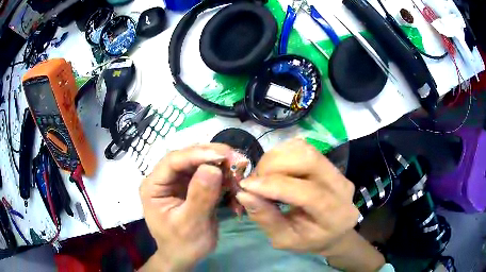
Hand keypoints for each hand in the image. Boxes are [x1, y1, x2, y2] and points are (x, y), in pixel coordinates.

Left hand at [139, 144, 231, 271]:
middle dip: (211, 155)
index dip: (197, 154)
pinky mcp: (191, 187)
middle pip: (186, 158)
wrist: (185, 257)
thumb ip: (200, 197)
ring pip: (198, 163)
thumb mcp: (191, 224)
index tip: (223, 155)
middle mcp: (164, 179)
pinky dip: (221, 174)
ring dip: (219, 163)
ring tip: (238, 166)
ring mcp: (177, 182)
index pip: (172, 161)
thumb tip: (212, 168)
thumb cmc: (182, 244)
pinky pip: (206, 174)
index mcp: (154, 186)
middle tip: (236, 158)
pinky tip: (233, 176)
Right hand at [235, 140, 384, 270]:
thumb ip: (266, 219)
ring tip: (264, 175)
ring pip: (304, 149)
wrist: (333, 230)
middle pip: (309, 160)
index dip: (275, 185)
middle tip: (255, 180)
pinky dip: (282, 153)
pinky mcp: (328, 161)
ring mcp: (337, 170)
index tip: (246, 186)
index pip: (309, 193)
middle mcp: (342, 186)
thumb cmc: (309, 240)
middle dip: (273, 166)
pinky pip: (303, 147)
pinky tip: (275, 169)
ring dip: (276, 158)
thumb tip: (244, 194)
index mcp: (335, 214)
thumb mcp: (285, 240)